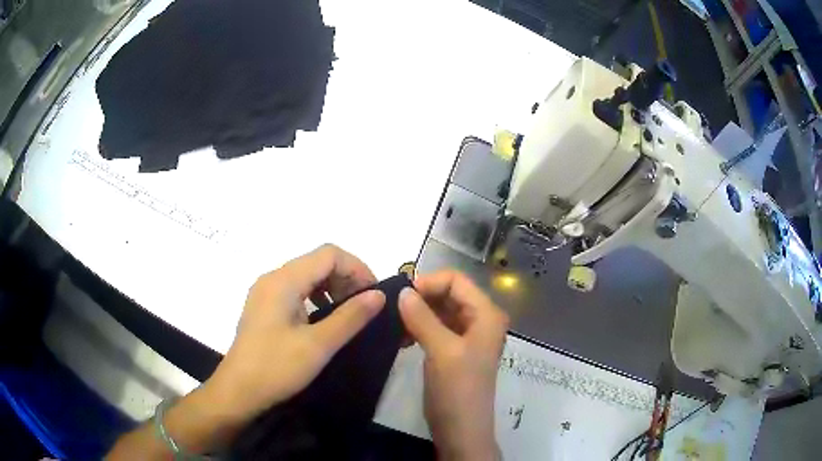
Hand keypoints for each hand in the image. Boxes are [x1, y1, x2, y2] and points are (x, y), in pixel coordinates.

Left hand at [204, 244, 385, 422]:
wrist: (238, 391)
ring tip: (347, 313)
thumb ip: (350, 317)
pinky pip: (295, 290)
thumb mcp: (319, 345)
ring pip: (306, 275)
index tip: (374, 295)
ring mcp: (265, 292)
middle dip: (346, 277)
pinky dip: (316, 297)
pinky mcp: (263, 307)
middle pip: (317, 261)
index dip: (357, 268)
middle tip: (364, 306)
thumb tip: (378, 295)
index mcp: (284, 280)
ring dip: (332, 287)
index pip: (329, 254)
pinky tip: (323, 319)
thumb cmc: (277, 368)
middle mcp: (273, 278)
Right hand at [398, 270, 507, 460]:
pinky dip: (419, 327)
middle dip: (422, 298)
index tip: (401, 295)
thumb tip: (403, 291)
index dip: (429, 282)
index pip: (456, 280)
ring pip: (440, 311)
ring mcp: (467, 336)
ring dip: (418, 313)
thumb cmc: (457, 389)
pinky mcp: (454, 350)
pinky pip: (436, 328)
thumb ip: (422, 318)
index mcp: (486, 314)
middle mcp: (480, 320)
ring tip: (395, 324)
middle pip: (449, 294)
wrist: (461, 429)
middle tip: (393, 309)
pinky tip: (402, 337)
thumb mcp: (441, 350)